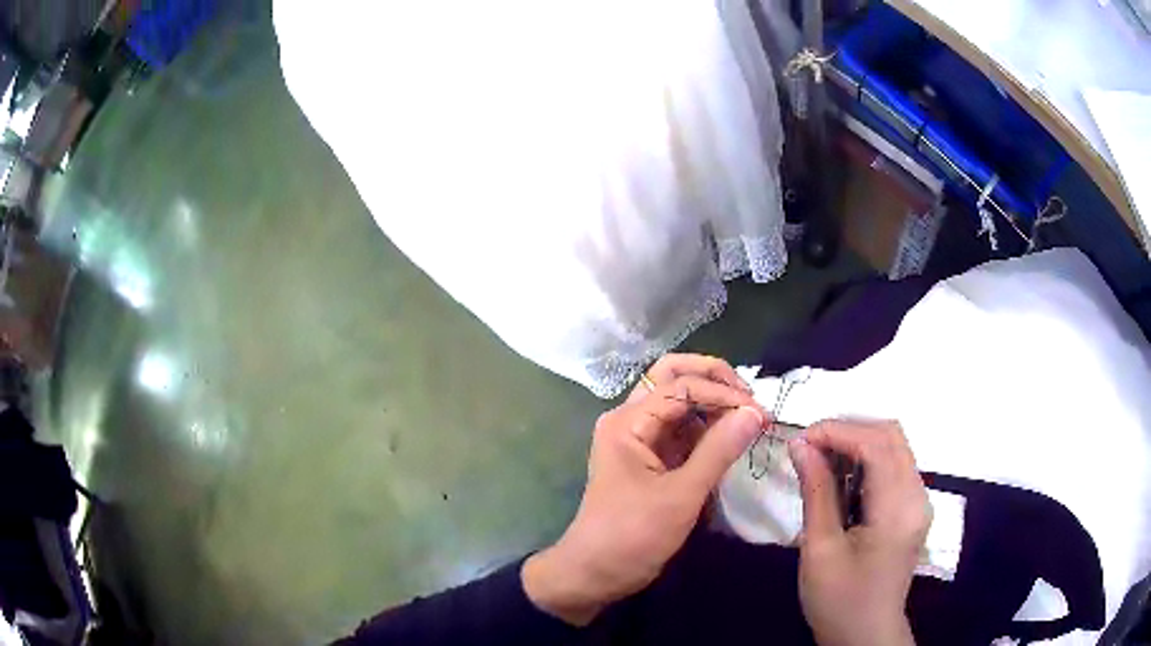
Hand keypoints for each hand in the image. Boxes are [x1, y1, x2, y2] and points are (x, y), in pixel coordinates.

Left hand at [522, 354, 766, 624]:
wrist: (595, 573)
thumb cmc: (632, 536)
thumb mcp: (680, 495)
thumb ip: (719, 451)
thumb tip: (755, 411)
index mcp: (628, 422)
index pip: (682, 385)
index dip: (723, 393)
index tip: (760, 413)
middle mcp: (631, 420)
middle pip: (674, 378)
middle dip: (714, 380)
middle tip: (750, 398)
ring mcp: (639, 439)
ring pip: (679, 402)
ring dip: (713, 404)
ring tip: (748, 417)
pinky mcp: (649, 458)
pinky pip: (681, 430)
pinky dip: (707, 428)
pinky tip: (731, 437)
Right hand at [790, 420, 929, 645]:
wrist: (865, 635)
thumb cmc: (839, 601)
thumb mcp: (820, 550)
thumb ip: (816, 492)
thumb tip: (801, 445)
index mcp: (898, 509)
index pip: (876, 444)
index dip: (837, 431)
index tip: (800, 439)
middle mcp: (917, 495)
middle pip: (891, 434)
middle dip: (848, 429)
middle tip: (810, 446)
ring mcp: (919, 500)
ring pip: (894, 445)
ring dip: (857, 442)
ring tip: (821, 460)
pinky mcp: (913, 507)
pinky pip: (894, 464)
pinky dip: (867, 459)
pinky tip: (842, 477)